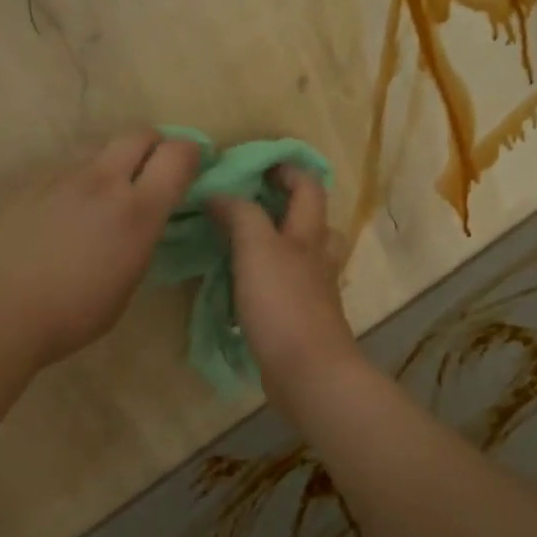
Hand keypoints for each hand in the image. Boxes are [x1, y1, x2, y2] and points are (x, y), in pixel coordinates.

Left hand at [0, 130, 200, 369]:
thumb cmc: (69, 314)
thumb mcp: (125, 286)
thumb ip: (138, 243)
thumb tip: (137, 225)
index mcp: (137, 211)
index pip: (178, 155)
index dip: (191, 155)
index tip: (191, 169)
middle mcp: (102, 181)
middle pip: (138, 134)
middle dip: (153, 145)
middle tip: (152, 171)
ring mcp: (60, 178)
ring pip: (97, 152)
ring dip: (111, 166)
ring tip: (101, 200)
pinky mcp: (28, 185)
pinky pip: (63, 172)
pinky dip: (75, 185)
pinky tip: (61, 217)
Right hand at [209, 166, 363, 398]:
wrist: (308, 373)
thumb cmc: (283, 304)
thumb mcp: (257, 249)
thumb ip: (240, 215)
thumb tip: (219, 194)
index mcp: (308, 235)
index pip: (307, 187)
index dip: (287, 170)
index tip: (255, 163)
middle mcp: (317, 259)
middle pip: (313, 222)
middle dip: (288, 206)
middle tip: (248, 202)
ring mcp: (313, 292)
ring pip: (302, 257)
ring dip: (279, 244)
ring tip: (245, 243)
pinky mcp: (302, 321)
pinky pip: (288, 289)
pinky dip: (270, 280)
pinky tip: (244, 287)